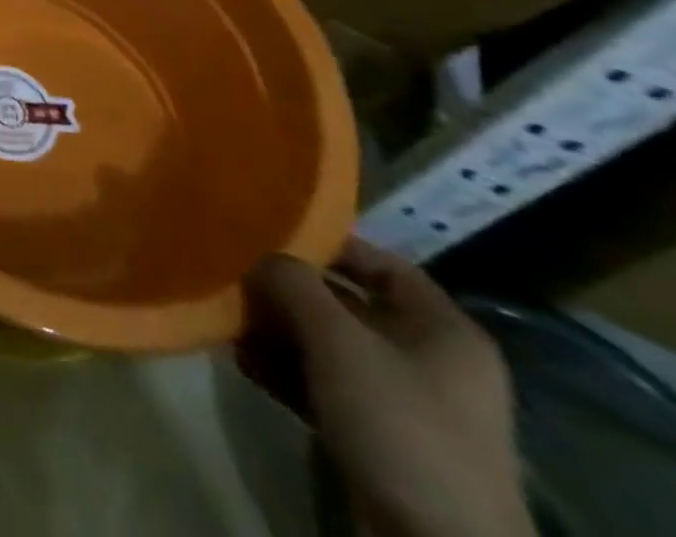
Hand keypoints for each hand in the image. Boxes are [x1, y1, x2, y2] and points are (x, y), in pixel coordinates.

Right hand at [241, 239, 533, 536]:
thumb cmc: (399, 425)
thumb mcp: (337, 340)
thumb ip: (292, 282)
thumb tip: (259, 256)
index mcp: (444, 330)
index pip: (379, 262)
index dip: (326, 243)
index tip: (267, 234)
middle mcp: (430, 361)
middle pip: (347, 305)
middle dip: (287, 291)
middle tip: (235, 276)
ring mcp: (406, 406)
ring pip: (329, 347)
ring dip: (278, 332)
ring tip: (230, 321)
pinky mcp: (380, 442)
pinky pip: (325, 387)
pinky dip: (285, 372)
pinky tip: (243, 362)